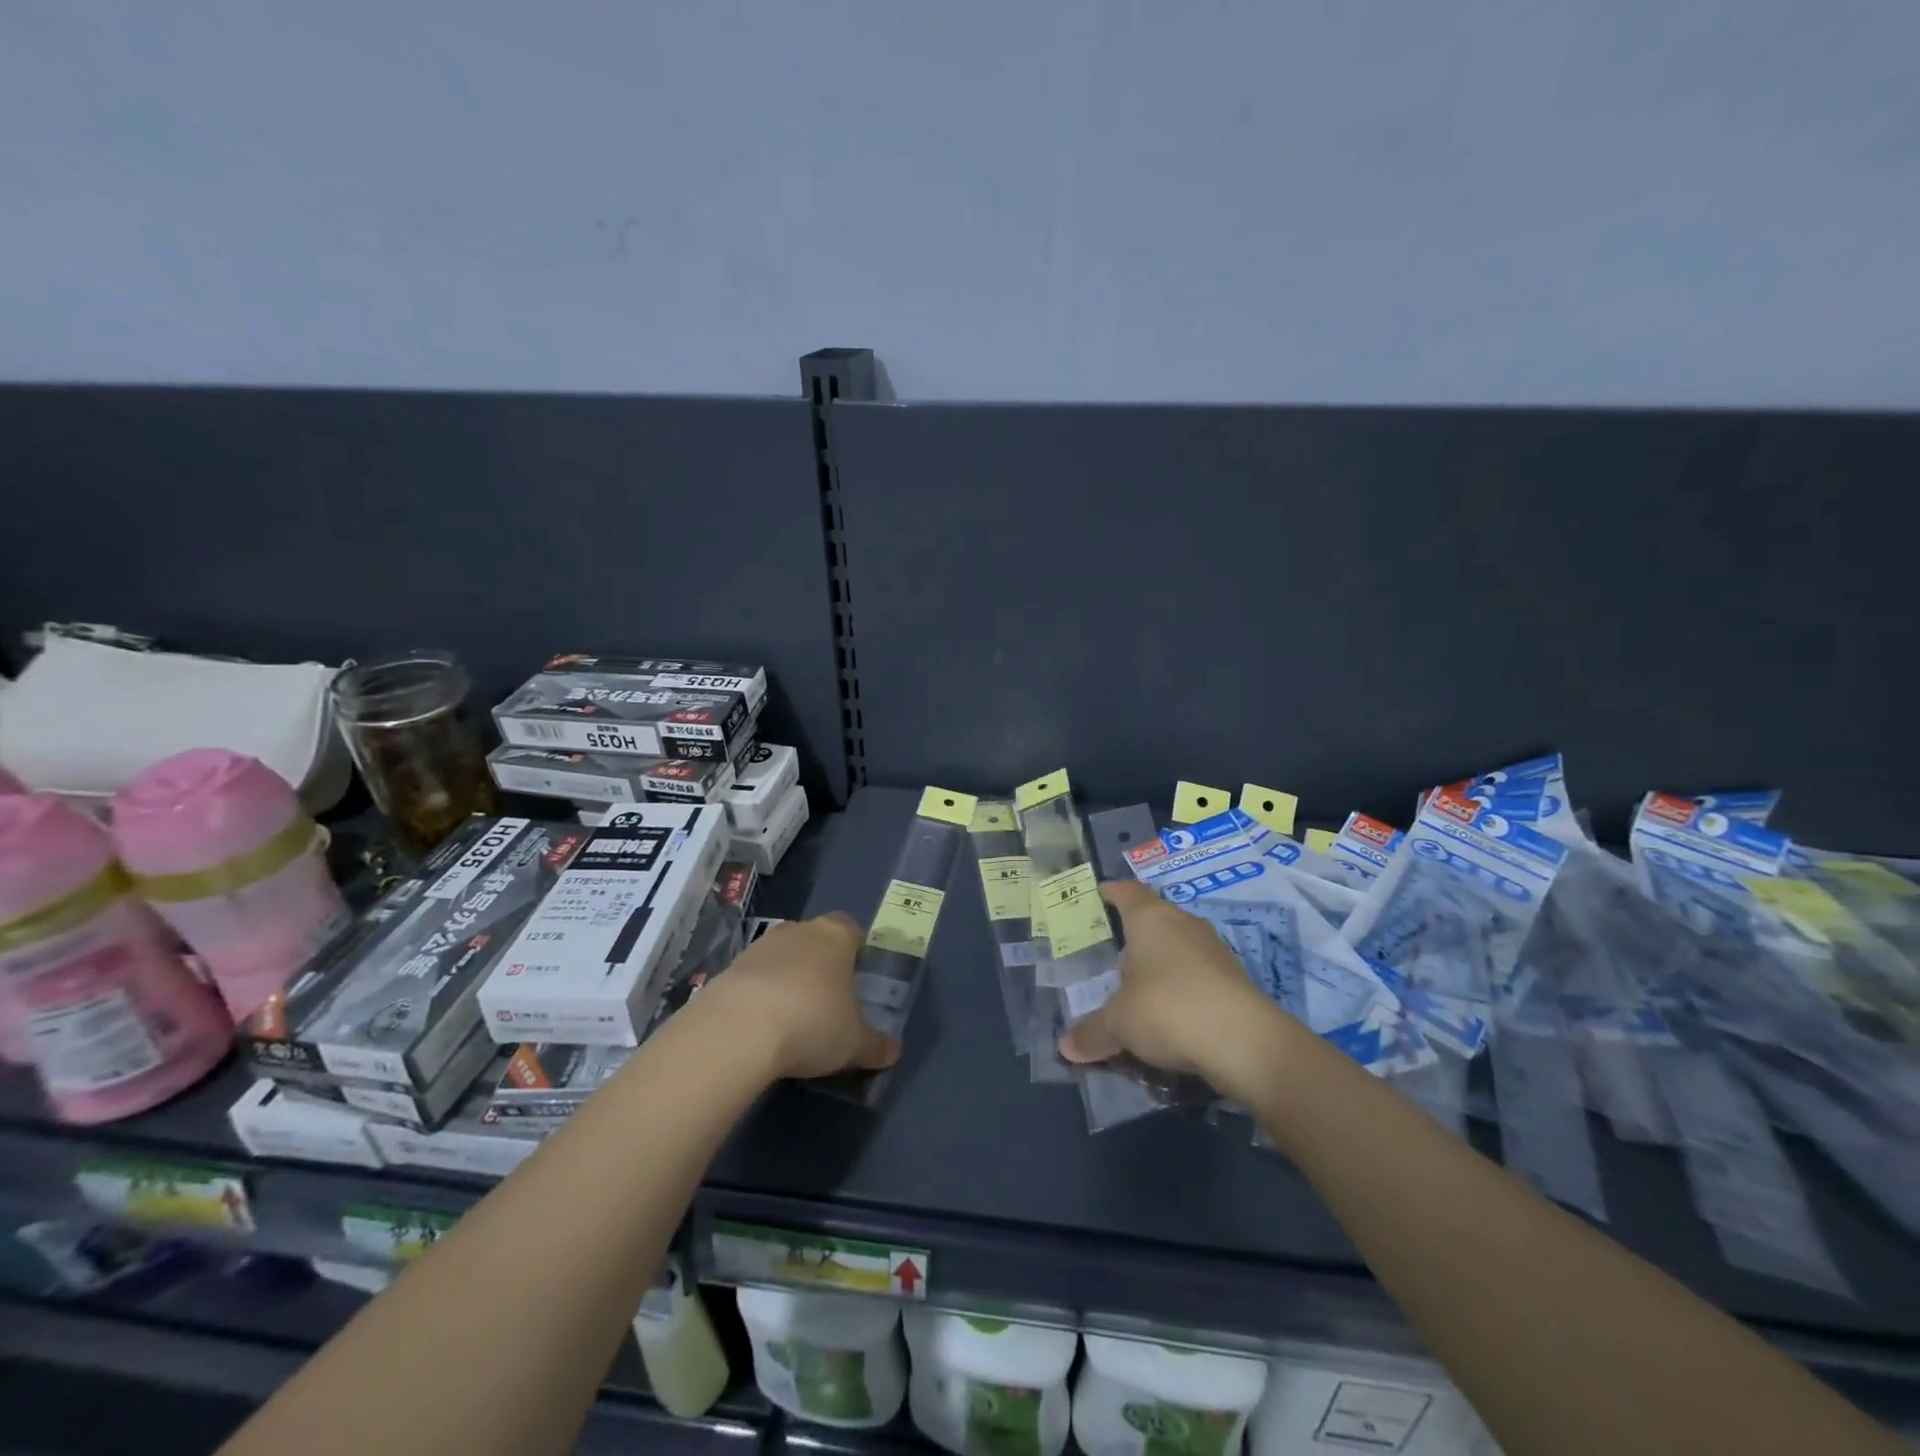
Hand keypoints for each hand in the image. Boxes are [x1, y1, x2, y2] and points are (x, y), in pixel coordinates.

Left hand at [698, 913, 900, 1080]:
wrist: (738, 1030)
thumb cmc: (813, 1023)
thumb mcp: (854, 1043)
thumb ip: (876, 1045)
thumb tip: (894, 1051)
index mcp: (837, 936)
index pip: (852, 930)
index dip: (856, 951)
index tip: (857, 978)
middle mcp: (799, 930)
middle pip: (816, 940)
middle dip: (822, 965)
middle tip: (828, 1001)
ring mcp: (760, 946)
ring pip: (783, 956)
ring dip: (788, 979)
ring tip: (792, 1019)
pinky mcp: (729, 968)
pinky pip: (754, 977)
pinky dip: (760, 995)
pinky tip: (762, 1027)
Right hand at [1059, 880, 1292, 1097]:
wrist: (1245, 1042)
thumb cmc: (1168, 1009)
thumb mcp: (1119, 1023)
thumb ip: (1092, 1031)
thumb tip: (1067, 1047)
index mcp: (1151, 918)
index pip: (1127, 892)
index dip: (1111, 892)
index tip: (1098, 894)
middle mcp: (1183, 924)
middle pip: (1154, 918)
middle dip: (1134, 935)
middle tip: (1110, 954)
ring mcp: (1213, 950)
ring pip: (1178, 947)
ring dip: (1160, 963)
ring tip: (1137, 987)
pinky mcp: (1234, 979)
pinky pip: (1197, 974)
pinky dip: (1181, 987)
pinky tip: (1170, 1012)